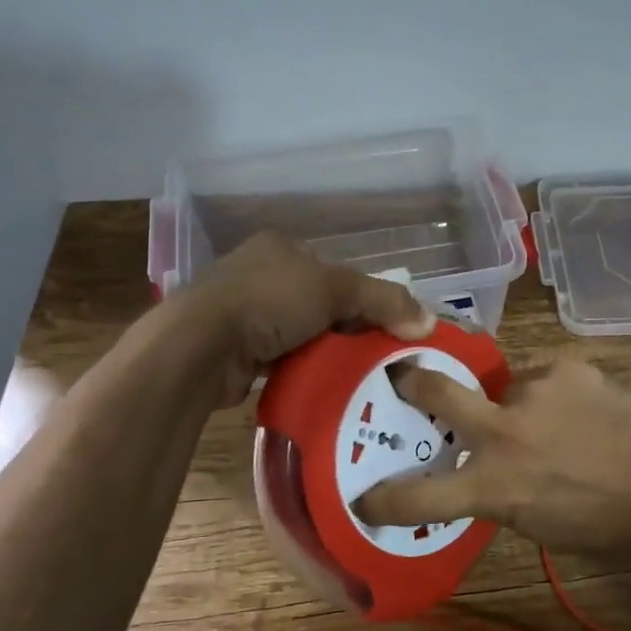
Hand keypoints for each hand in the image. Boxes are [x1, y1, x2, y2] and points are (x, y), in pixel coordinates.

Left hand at [186, 232, 435, 406]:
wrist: (200, 346)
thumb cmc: (270, 302)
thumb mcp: (337, 290)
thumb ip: (385, 301)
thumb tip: (430, 320)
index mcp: (281, 247)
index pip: (335, 270)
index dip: (361, 296)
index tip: (382, 325)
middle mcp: (259, 272)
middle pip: (319, 302)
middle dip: (343, 327)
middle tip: (371, 354)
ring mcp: (241, 310)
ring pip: (299, 332)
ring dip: (321, 350)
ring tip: (349, 373)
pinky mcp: (232, 346)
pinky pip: (278, 357)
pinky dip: (297, 368)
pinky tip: (316, 383)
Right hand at [355, 357, 630, 565]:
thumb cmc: (609, 525)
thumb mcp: (540, 523)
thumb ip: (502, 491)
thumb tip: (487, 471)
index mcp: (495, 485)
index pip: (422, 495)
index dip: (386, 499)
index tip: (364, 499)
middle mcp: (504, 431)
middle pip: (438, 392)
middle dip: (413, 382)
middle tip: (403, 376)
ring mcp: (536, 391)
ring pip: (509, 386)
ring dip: (521, 402)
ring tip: (560, 422)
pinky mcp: (569, 368)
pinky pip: (548, 378)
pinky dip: (556, 394)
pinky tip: (587, 411)